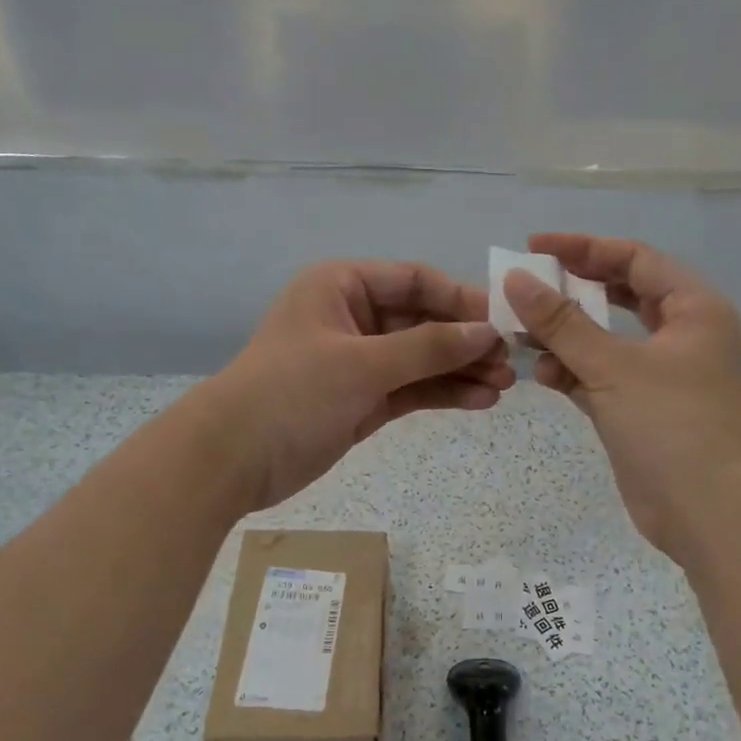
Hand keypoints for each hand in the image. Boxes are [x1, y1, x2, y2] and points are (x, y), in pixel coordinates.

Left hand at [197, 260, 513, 509]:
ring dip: (460, 370)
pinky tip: (479, 401)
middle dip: (465, 341)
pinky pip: (411, 388)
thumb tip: (487, 331)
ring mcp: (358, 360)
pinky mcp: (362, 399)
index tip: (504, 322)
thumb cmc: (291, 392)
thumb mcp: (362, 364)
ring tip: (503, 387)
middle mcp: (353, 316)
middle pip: (423, 320)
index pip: (415, 280)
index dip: (461, 299)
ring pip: (421, 357)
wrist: (232, 460)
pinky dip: (442, 393)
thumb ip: (428, 347)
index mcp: (342, 285)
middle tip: (509, 364)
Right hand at [503, 233, 740, 566]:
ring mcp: (662, 373)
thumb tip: (515, 280)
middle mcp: (682, 333)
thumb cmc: (670, 425)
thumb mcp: (612, 366)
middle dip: (573, 290)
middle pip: (621, 294)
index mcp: (693, 308)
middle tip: (527, 286)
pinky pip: (601, 374)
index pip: (634, 258)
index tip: (534, 248)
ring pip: (607, 337)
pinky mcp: (642, 408)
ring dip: (567, 335)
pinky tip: (542, 373)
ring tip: (522, 334)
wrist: (707, 512)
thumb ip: (561, 322)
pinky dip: (573, 370)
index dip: (583, 248)